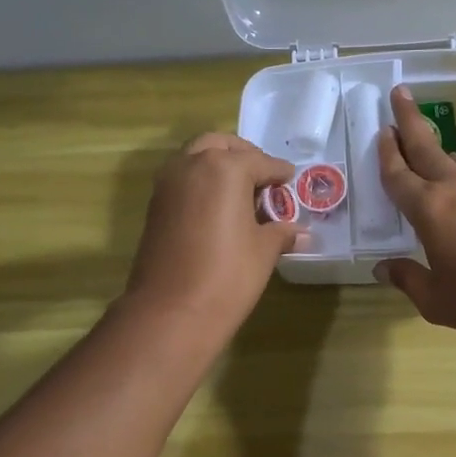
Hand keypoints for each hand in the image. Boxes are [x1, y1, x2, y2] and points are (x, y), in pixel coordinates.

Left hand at [126, 134, 300, 331]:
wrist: (171, 311)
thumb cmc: (227, 275)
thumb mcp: (263, 251)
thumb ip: (280, 232)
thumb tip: (300, 232)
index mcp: (225, 167)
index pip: (260, 162)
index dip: (279, 172)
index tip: (290, 178)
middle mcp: (192, 164)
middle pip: (221, 145)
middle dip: (245, 156)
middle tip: (263, 178)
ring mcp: (168, 184)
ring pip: (196, 158)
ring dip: (219, 166)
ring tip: (242, 194)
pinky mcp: (155, 205)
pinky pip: (183, 180)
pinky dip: (202, 183)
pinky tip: (219, 209)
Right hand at [375, 86, 455, 333]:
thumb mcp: (436, 300)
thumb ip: (407, 280)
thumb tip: (383, 268)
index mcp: (429, 210)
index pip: (399, 176)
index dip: (386, 153)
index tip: (381, 129)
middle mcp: (452, 191)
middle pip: (426, 147)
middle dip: (410, 119)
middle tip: (399, 92)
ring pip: (448, 159)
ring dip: (430, 143)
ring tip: (419, 132)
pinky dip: (449, 166)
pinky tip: (448, 173)